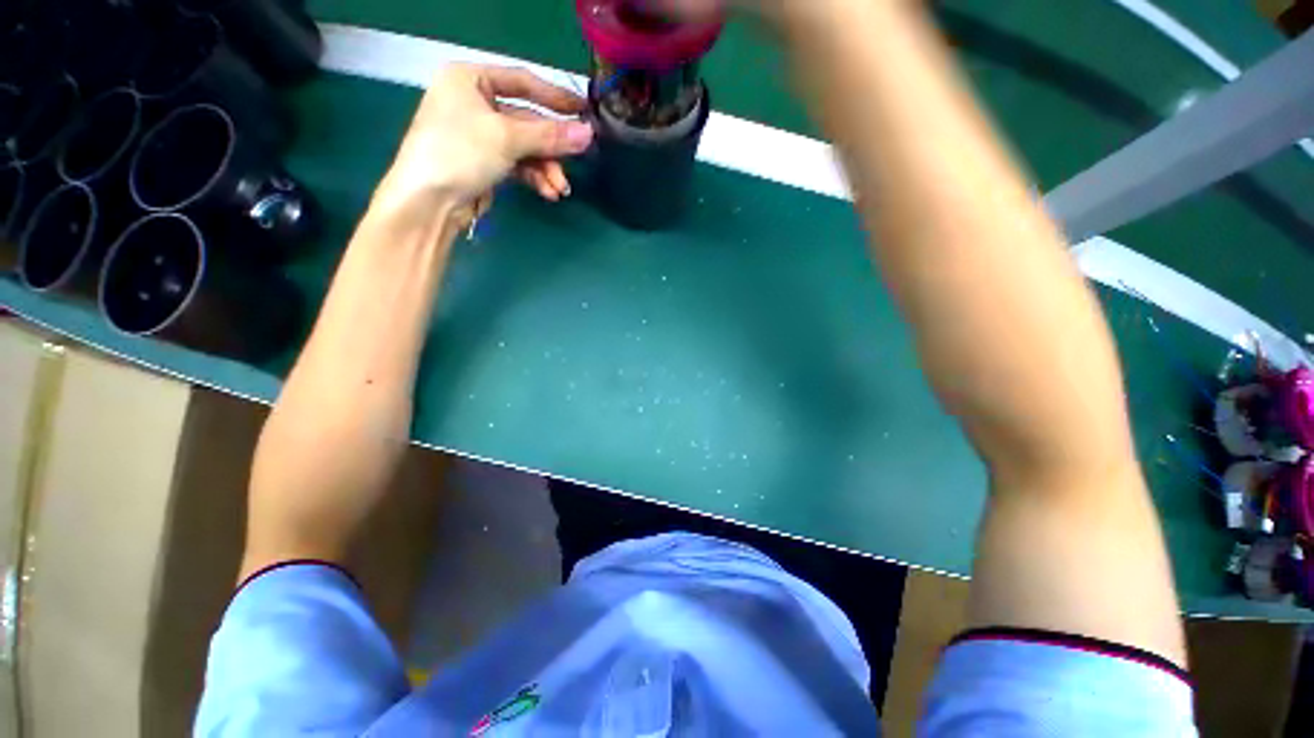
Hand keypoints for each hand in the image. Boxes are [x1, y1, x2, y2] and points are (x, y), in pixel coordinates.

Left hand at [374, 64, 594, 216]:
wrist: (429, 201)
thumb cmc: (460, 153)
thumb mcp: (506, 138)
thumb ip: (549, 135)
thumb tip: (589, 133)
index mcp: (470, 79)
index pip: (522, 82)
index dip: (555, 97)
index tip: (584, 111)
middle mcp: (475, 103)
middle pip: (527, 121)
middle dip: (551, 147)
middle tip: (579, 158)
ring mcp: (481, 135)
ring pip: (526, 147)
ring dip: (546, 168)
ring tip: (560, 189)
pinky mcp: (486, 163)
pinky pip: (519, 165)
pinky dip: (535, 178)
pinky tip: (548, 193)